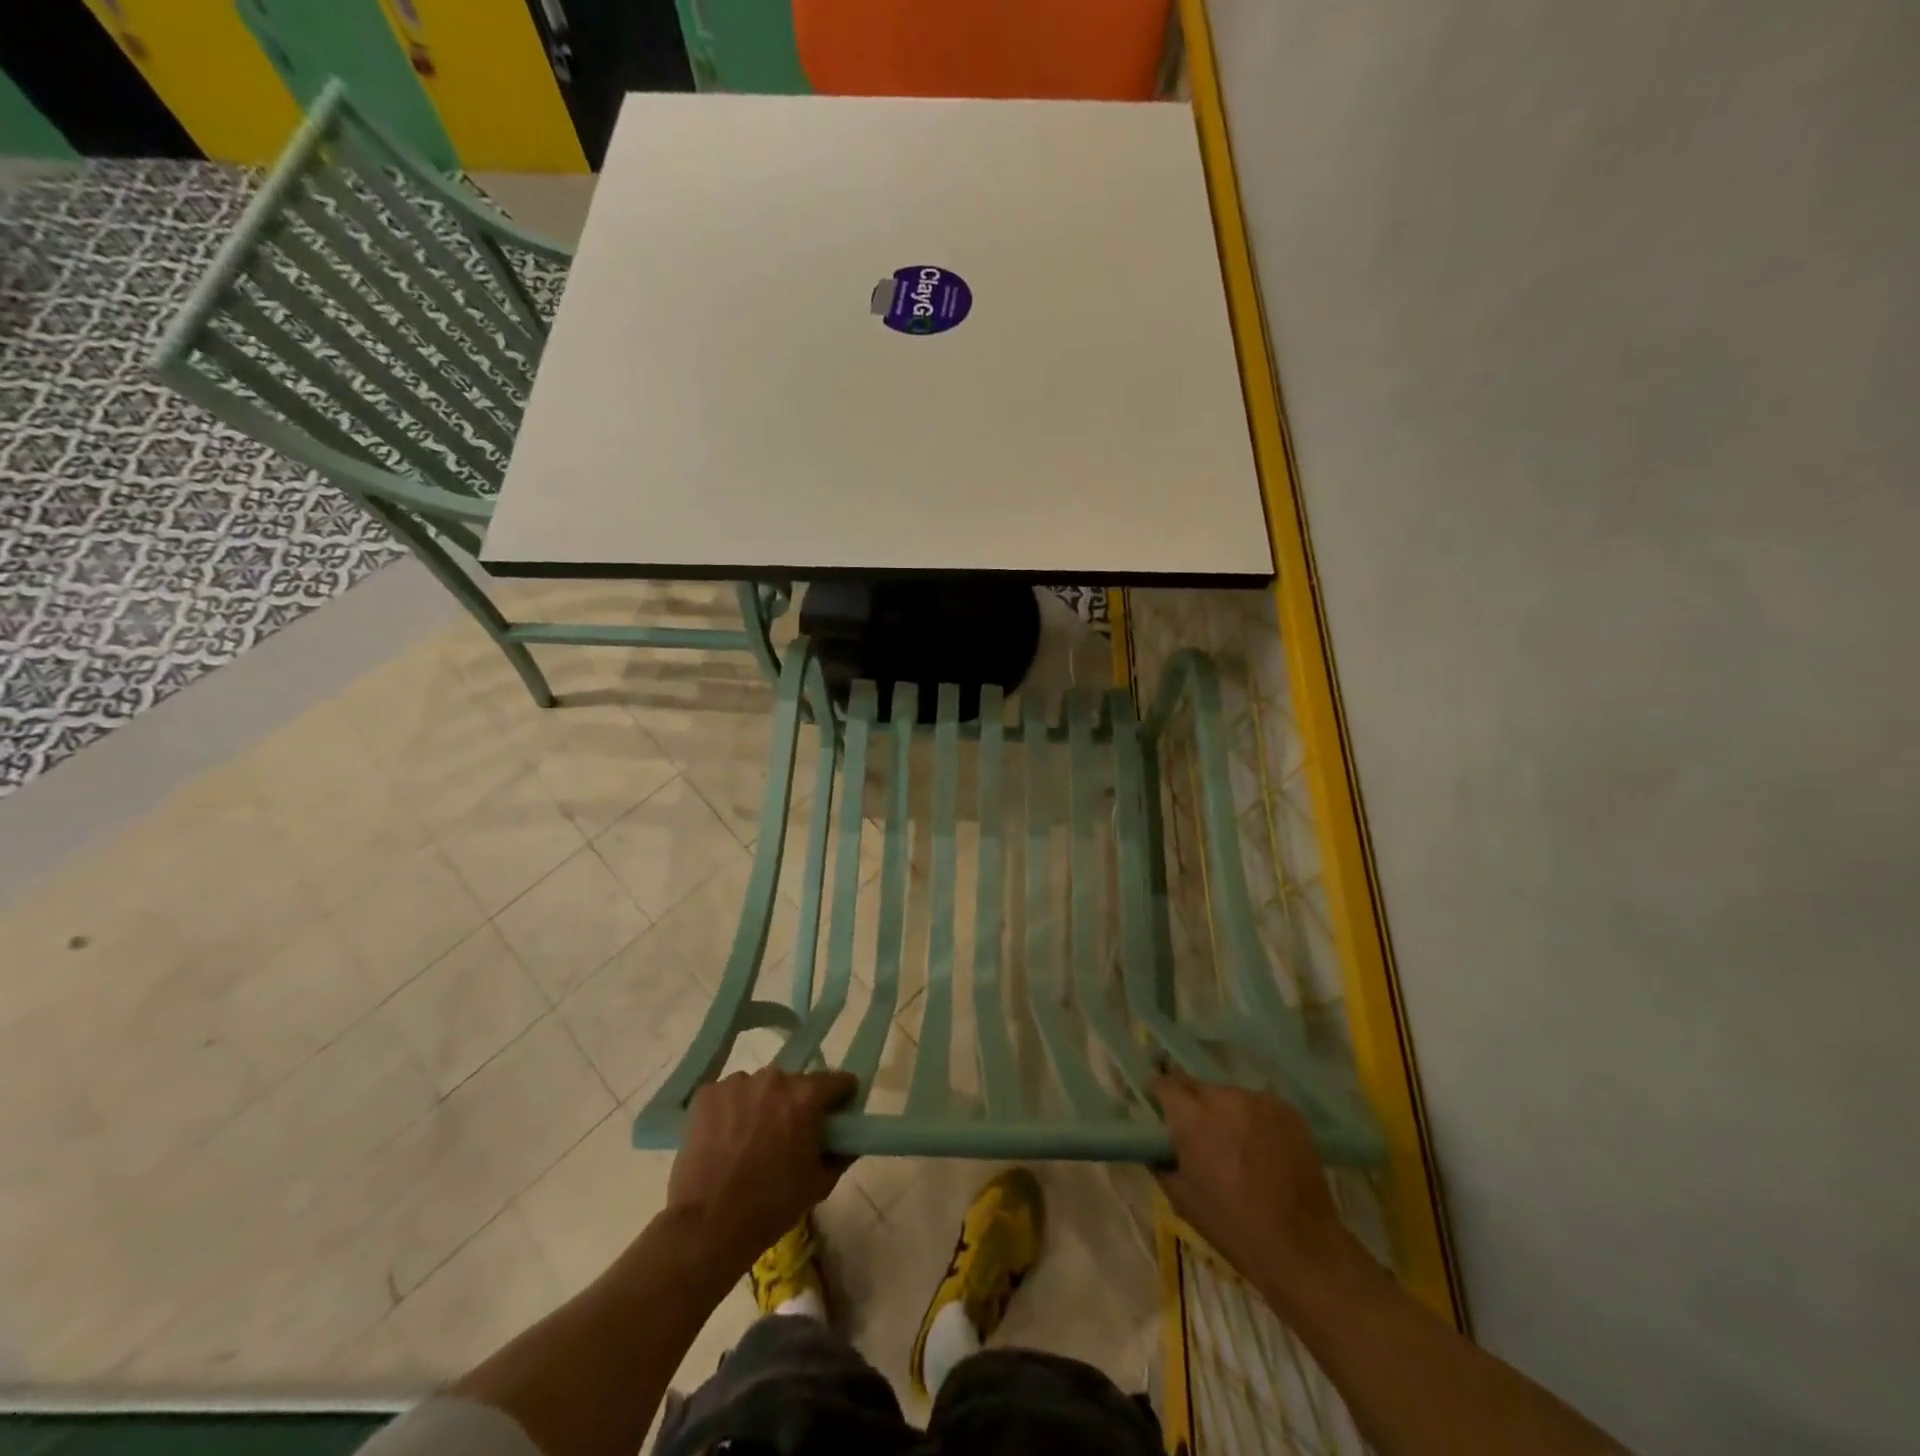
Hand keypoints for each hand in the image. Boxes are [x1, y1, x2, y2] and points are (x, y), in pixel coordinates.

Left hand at [667, 1067, 857, 1274]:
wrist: (709, 1225)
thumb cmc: (772, 1206)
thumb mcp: (819, 1184)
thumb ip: (842, 1154)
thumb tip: (851, 1139)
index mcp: (807, 1096)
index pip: (838, 1081)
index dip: (841, 1098)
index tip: (836, 1115)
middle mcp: (775, 1078)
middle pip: (794, 1084)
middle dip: (796, 1105)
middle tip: (787, 1136)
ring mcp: (737, 1082)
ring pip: (759, 1088)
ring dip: (761, 1106)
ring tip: (749, 1141)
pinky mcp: (707, 1094)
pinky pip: (728, 1095)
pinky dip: (730, 1111)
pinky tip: (723, 1140)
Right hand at [1154, 1072, 1361, 1307]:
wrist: (1301, 1247)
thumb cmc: (1232, 1226)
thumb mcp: (1181, 1197)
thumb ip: (1160, 1159)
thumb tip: (1152, 1142)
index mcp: (1191, 1117)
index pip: (1164, 1084)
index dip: (1159, 1095)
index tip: (1160, 1110)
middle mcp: (1223, 1098)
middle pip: (1197, 1086)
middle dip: (1192, 1103)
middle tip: (1198, 1131)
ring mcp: (1258, 1101)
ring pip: (1229, 1095)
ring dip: (1224, 1111)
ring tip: (1235, 1143)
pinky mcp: (1287, 1110)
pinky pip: (1258, 1105)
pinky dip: (1254, 1119)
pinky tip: (1262, 1147)